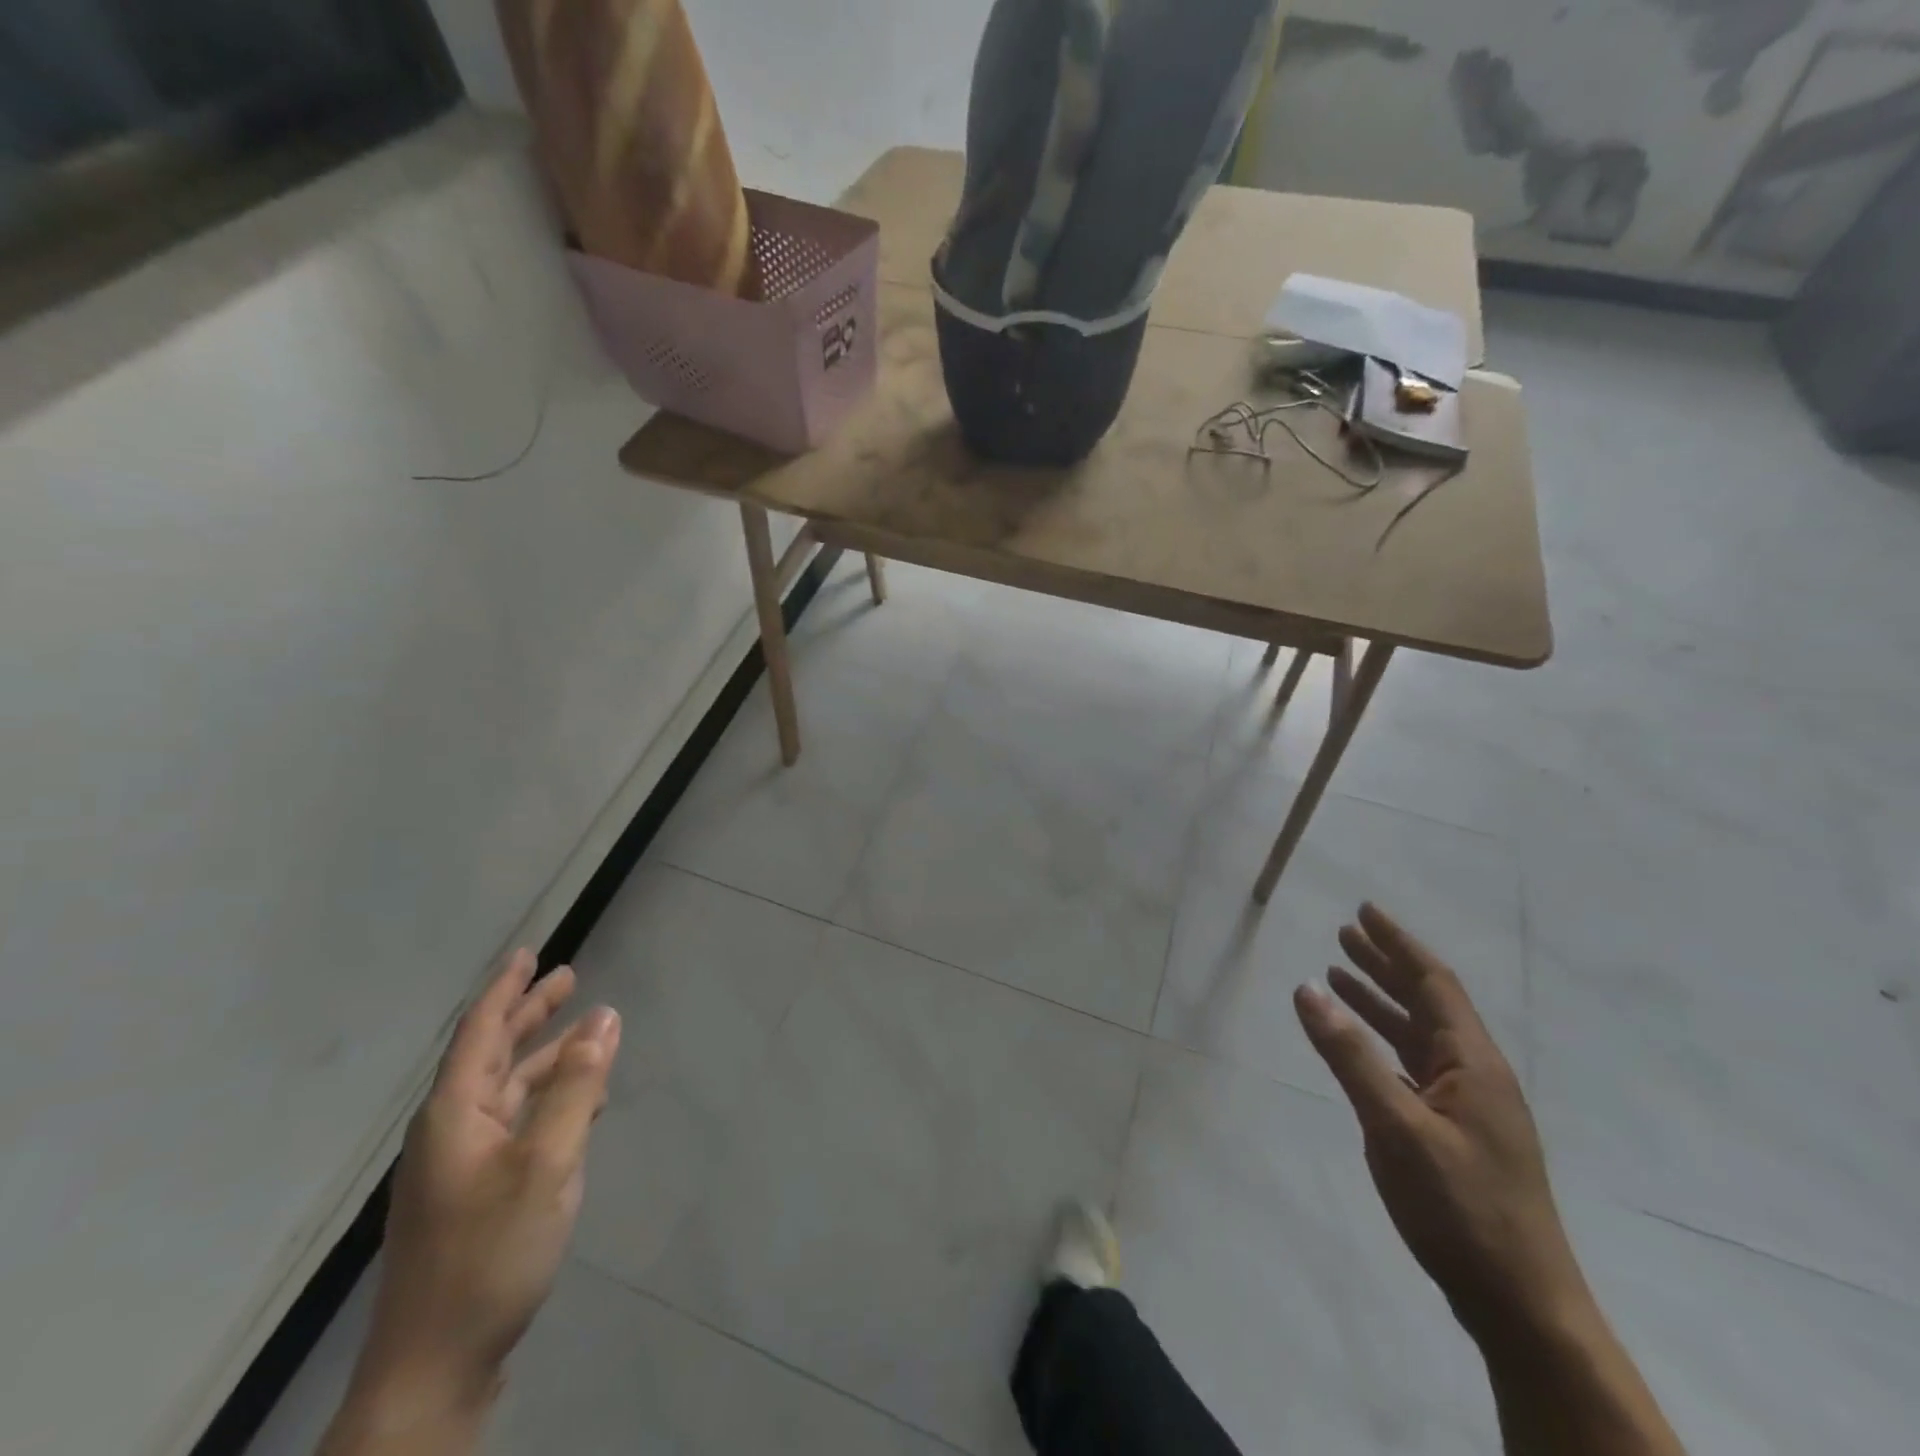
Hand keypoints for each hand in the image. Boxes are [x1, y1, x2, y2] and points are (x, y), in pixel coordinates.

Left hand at [356, 950, 620, 1418]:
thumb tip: (604, 1017)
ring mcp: (461, 1165)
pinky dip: (549, 1098)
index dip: (506, 988)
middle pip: (492, 1054)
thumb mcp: (548, 1161)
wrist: (435, 1368)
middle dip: (529, 1013)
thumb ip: (577, 1086)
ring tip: (585, 1032)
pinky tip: (580, 1102)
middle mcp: (452, 1130)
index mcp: (455, 1113)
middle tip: (567, 978)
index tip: (528, 952)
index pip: (480, 1031)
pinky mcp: (476, 1195)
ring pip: (508, 1089)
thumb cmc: (490, 1253)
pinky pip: (517, 1122)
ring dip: (544, 1056)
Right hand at [1293, 904, 1585, 1344]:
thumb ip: (1350, 1056)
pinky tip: (1362, 1043)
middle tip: (1344, 934)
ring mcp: (1469, 1106)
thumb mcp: (1396, 1128)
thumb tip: (1307, 989)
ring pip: (1419, 1034)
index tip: (1365, 911)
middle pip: (1427, 1002)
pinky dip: (1383, 1042)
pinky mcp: (1457, 1132)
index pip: (1434, 983)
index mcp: (1474, 1064)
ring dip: (1381, 1001)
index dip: (1398, 944)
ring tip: (1339, 975)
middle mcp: (1476, 1074)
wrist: (1520, 1304)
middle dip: (1386, 965)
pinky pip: (1414, 1066)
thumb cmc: (1461, 1208)